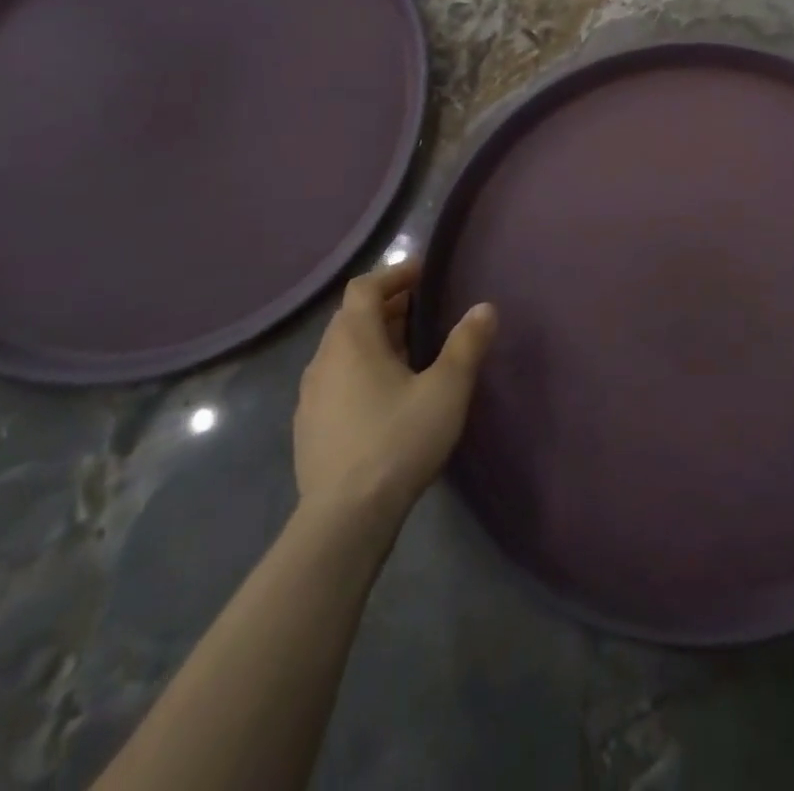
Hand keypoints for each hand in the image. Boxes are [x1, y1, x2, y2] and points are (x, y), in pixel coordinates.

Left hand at [293, 257, 497, 516]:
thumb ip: (467, 344)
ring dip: (373, 340)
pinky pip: (335, 381)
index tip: (422, 275)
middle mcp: (323, 360)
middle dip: (387, 307)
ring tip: (409, 352)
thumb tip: (484, 308)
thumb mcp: (446, 389)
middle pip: (351, 317)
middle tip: (423, 311)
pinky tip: (384, 396)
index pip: (364, 288)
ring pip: (341, 351)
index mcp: (352, 340)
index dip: (393, 275)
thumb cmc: (398, 440)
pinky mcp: (308, 428)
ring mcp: (310, 397)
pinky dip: (360, 371)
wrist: (344, 519)